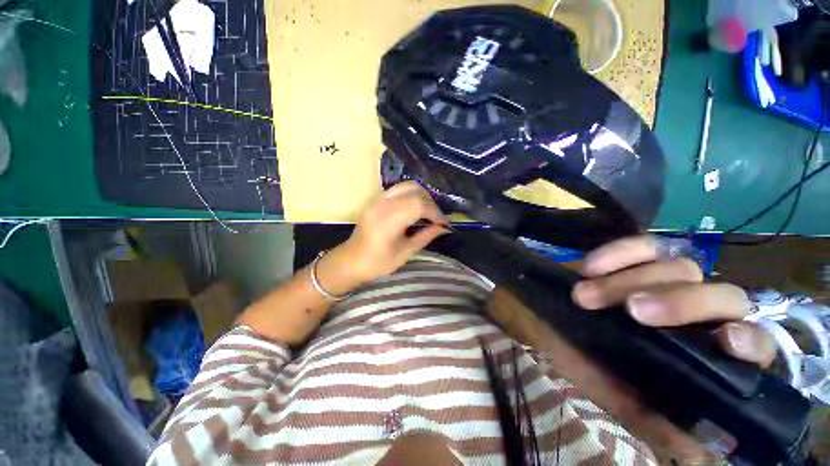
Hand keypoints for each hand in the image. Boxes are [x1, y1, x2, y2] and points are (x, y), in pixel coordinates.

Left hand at [334, 181, 449, 283]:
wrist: (351, 261)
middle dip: (430, 203)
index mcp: (388, 221)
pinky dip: (412, 194)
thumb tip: (443, 228)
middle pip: (414, 191)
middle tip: (436, 218)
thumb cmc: (377, 263)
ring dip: (422, 196)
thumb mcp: (405, 253)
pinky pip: (398, 189)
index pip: (418, 205)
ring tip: (428, 212)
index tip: (443, 223)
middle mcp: (381, 205)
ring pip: (407, 186)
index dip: (435, 212)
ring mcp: (377, 199)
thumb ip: (425, 237)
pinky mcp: (375, 199)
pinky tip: (416, 208)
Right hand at [566, 235, 776, 462]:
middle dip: (680, 302)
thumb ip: (656, 422)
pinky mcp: (634, 258)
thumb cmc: (583, 361)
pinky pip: (642, 245)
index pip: (752, 343)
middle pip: (723, 295)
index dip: (749, 340)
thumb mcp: (617, 399)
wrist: (544, 321)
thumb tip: (700, 453)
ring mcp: (666, 280)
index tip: (721, 341)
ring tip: (584, 296)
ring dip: (629, 281)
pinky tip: (589, 266)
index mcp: (701, 354)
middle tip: (630, 311)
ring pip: (680, 267)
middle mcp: (696, 314)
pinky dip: (618, 253)